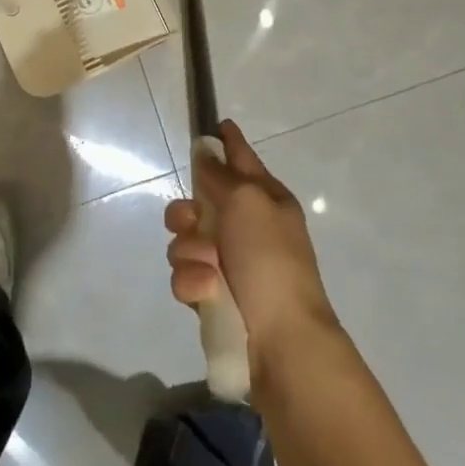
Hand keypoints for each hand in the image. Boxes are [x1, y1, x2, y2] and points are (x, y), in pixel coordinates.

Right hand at [165, 120, 338, 372]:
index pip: (242, 158)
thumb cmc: (269, 259)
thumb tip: (206, 150)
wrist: (280, 341)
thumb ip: (220, 174)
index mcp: (265, 199)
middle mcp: (246, 226)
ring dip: (191, 251)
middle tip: (194, 221)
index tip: (217, 125)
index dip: (229, 142)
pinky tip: (207, 292)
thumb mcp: (247, 201)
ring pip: (184, 239)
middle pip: (199, 200)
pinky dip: (193, 281)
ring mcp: (227, 262)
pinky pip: (184, 274)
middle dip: (187, 211)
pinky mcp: (211, 295)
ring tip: (209, 269)